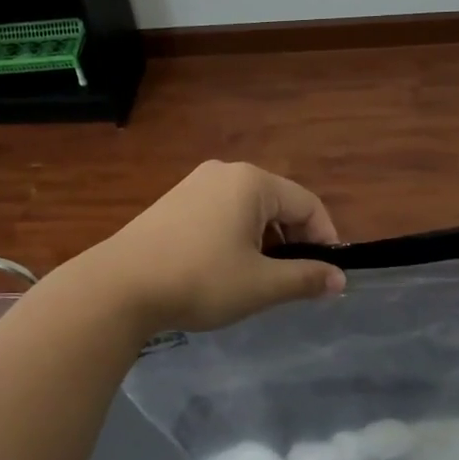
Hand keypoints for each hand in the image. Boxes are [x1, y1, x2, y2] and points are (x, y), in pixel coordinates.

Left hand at [82, 161, 344, 332]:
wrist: (118, 287)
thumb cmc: (200, 280)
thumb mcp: (261, 285)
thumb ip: (305, 278)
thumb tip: (340, 280)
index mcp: (252, 182)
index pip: (308, 204)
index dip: (325, 240)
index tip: (327, 276)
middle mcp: (225, 172)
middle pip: (278, 203)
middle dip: (293, 241)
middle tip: (292, 281)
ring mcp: (195, 184)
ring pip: (248, 210)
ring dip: (264, 241)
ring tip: (258, 279)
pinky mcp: (173, 202)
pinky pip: (221, 214)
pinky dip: (235, 238)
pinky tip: (223, 269)